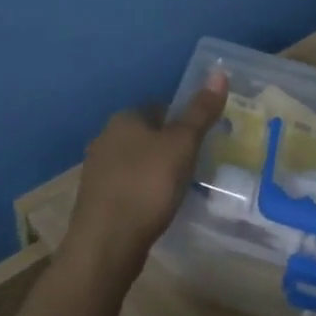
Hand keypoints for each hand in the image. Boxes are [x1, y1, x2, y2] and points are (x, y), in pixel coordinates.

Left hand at [68, 72, 228, 284]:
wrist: (106, 244)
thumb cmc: (147, 186)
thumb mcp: (182, 145)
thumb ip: (200, 112)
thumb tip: (219, 72)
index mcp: (124, 118)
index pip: (160, 107)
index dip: (184, 121)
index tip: (203, 140)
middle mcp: (105, 138)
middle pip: (147, 135)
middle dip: (170, 147)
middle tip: (197, 165)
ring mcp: (97, 171)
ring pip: (136, 162)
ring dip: (156, 171)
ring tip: (181, 188)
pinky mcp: (97, 200)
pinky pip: (128, 187)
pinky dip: (144, 192)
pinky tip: (158, 208)